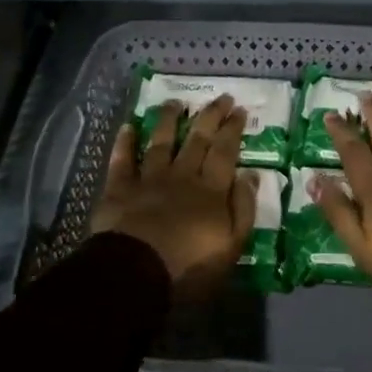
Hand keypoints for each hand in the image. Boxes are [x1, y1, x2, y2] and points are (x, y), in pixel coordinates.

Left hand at [91, 95, 254, 300]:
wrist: (135, 274)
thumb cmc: (189, 267)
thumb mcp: (231, 246)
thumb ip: (243, 208)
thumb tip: (251, 174)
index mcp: (210, 190)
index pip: (226, 151)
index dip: (233, 129)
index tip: (239, 109)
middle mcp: (182, 176)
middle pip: (198, 139)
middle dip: (210, 116)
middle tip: (220, 97)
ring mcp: (148, 179)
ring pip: (161, 142)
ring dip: (169, 120)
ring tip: (176, 102)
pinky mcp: (119, 189)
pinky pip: (122, 160)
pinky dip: (125, 142)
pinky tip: (128, 126)